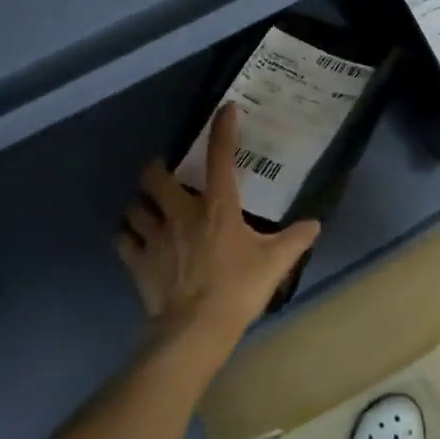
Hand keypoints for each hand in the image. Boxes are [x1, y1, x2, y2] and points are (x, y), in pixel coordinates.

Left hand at [115, 103, 321, 361]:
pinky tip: (135, 241)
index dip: (222, 128)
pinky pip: (123, 240)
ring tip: (148, 209)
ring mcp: (155, 237)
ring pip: (134, 206)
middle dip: (156, 169)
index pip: (220, 156)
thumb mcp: (276, 263)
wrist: (197, 329)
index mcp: (217, 207)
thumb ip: (296, 239)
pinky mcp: (138, 261)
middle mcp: (181, 213)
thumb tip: (315, 224)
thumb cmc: (239, 289)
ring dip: (140, 204)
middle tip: (165, 175)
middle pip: (155, 176)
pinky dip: (127, 237)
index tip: (225, 109)